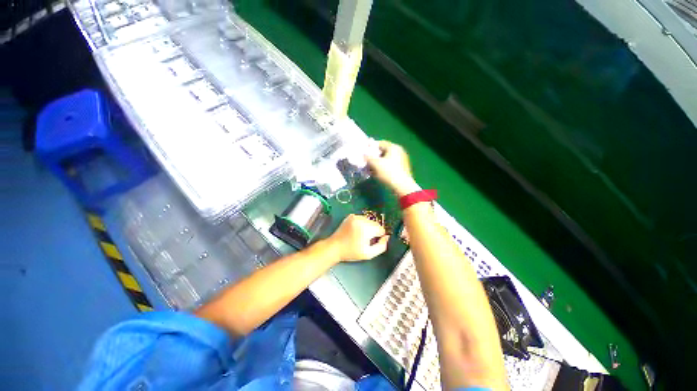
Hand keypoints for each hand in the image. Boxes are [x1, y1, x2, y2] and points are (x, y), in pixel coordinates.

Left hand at [326, 214, 389, 261]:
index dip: (378, 237)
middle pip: (375, 224)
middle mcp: (361, 219)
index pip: (381, 229)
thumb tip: (387, 237)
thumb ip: (381, 246)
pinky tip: (355, 231)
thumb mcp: (369, 254)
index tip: (370, 242)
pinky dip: (361, 224)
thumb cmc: (351, 252)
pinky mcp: (350, 216)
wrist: (334, 247)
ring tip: (359, 235)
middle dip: (373, 231)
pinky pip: (362, 219)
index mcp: (366, 228)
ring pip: (369, 221)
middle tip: (364, 240)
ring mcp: (355, 216)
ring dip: (368, 227)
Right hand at [366, 141, 419, 196]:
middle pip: (382, 152)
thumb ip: (368, 157)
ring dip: (377, 164)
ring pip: (385, 160)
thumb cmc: (388, 172)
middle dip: (373, 157)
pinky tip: (376, 174)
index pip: (379, 143)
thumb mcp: (375, 163)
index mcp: (393, 147)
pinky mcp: (401, 170)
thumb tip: (364, 154)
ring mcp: (401, 161)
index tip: (363, 153)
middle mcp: (399, 152)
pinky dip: (382, 169)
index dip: (370, 147)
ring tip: (369, 169)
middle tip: (365, 162)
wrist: (402, 187)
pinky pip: (389, 166)